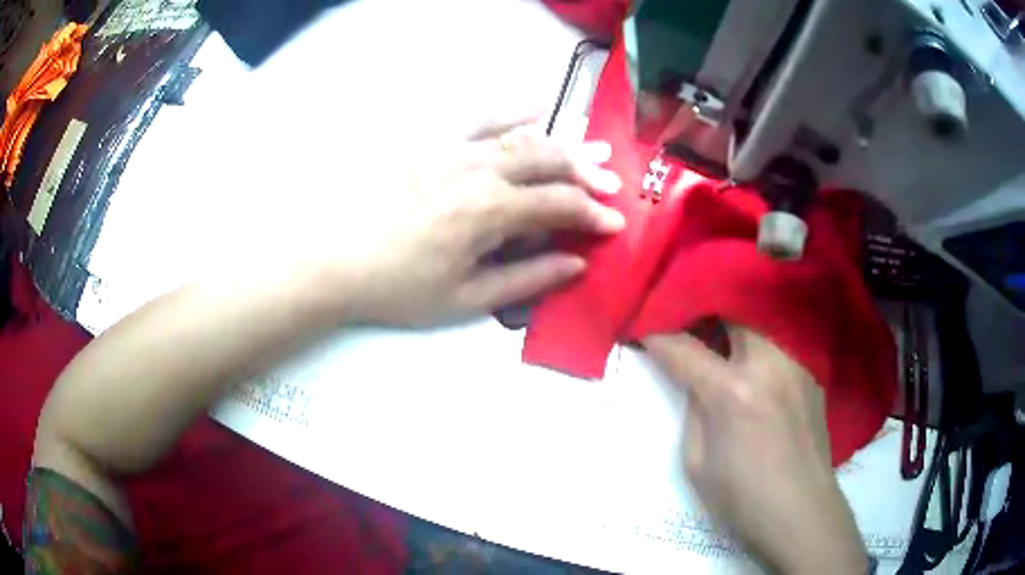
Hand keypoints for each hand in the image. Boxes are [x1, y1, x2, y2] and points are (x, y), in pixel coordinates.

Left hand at [337, 120, 624, 325]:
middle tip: (609, 185)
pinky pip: (480, 118)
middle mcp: (479, 168)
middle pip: (549, 160)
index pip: (560, 204)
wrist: (334, 257)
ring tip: (586, 151)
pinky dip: (513, 114)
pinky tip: (534, 110)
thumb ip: (527, 277)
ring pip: (522, 135)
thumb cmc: (398, 287)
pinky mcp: (430, 140)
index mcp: (490, 211)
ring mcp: (453, 147)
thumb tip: (576, 263)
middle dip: (587, 173)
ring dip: (561, 143)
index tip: (615, 223)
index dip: (594, 214)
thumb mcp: (465, 299)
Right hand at [644, 327, 869, 574]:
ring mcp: (796, 366)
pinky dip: (760, 354)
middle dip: (704, 321)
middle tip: (689, 336)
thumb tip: (695, 382)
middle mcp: (768, 364)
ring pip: (758, 327)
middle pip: (729, 316)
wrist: (800, 514)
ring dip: (735, 334)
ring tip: (724, 352)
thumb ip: (693, 412)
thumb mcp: (697, 463)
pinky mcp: (812, 376)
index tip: (644, 333)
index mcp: (733, 392)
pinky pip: (779, 349)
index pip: (684, 348)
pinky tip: (758, 378)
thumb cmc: (741, 499)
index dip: (658, 338)